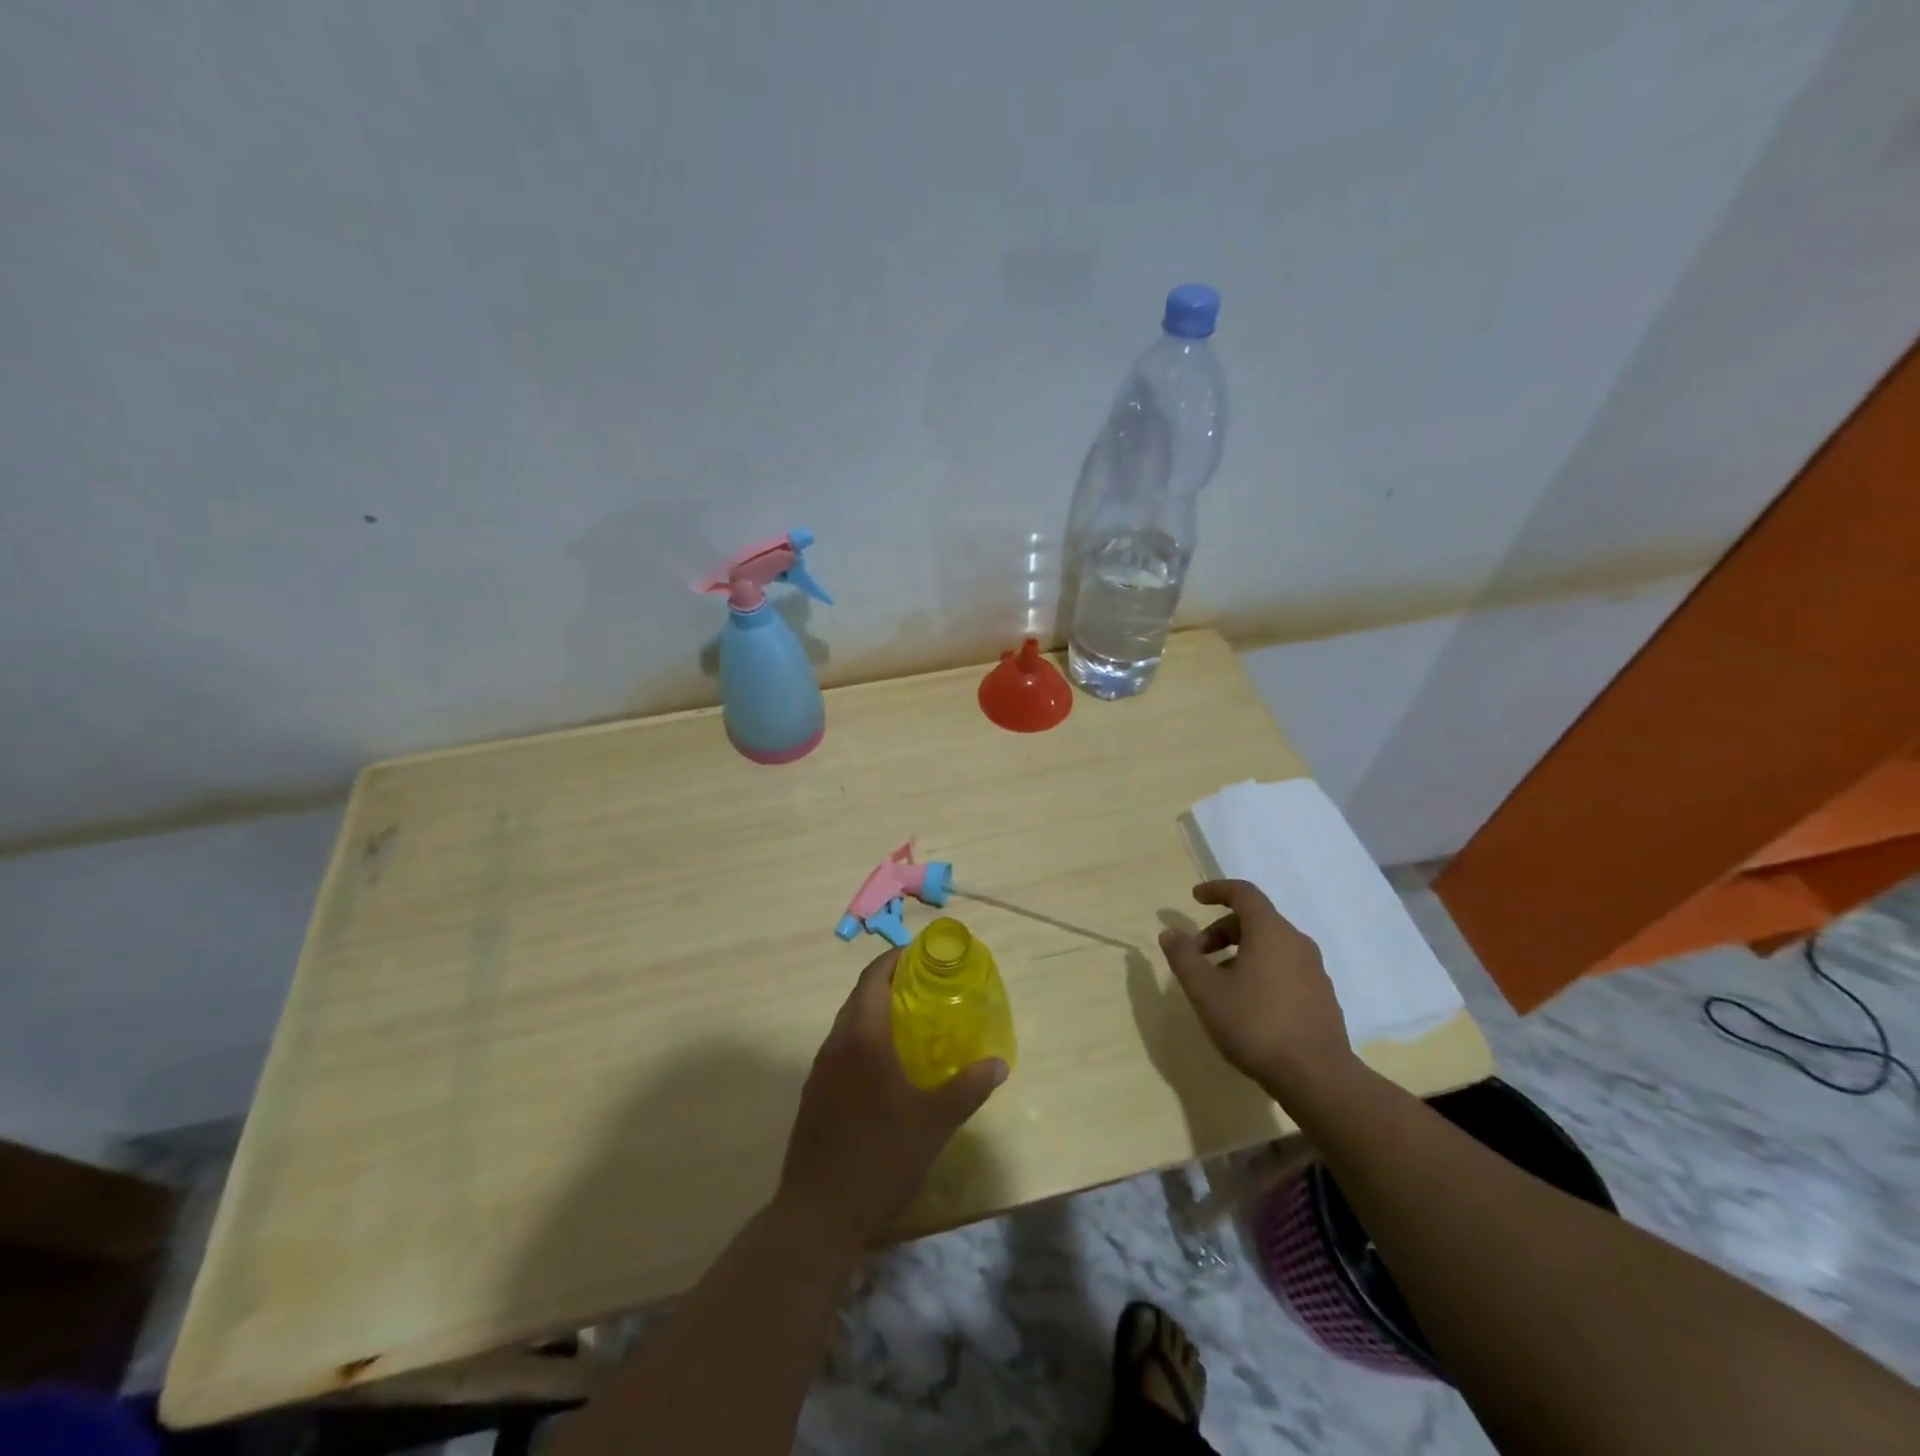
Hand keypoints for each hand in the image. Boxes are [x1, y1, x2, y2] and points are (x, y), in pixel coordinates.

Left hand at [775, 947, 1007, 1249]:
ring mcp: (820, 1070)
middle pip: (860, 996)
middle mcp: (836, 1044)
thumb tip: (998, 1064)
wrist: (818, 1214)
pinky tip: (886, 1066)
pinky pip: (841, 1049)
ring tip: (911, 1022)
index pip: (873, 978)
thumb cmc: (880, 1158)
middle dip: (890, 983)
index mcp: (862, 1038)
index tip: (923, 956)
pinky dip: (864, 1039)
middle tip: (926, 986)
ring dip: (876, 1012)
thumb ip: (968, 1088)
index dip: (896, 959)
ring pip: (848, 1023)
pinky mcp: (814, 1094)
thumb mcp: (934, 1122)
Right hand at [1157, 879, 1355, 1096]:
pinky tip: (1246, 1003)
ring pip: (1270, 945)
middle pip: (1255, 920)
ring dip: (1239, 952)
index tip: (1195, 898)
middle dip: (1220, 930)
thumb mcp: (1205, 991)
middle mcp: (1296, 942)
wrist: (1317, 1078)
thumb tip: (1170, 932)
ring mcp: (1314, 970)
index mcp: (1270, 932)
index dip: (1217, 890)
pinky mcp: (1321, 996)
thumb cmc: (1255, 1025)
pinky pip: (1284, 967)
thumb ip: (1184, 957)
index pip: (1244, 893)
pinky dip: (1259, 970)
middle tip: (1197, 954)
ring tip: (1218, 983)